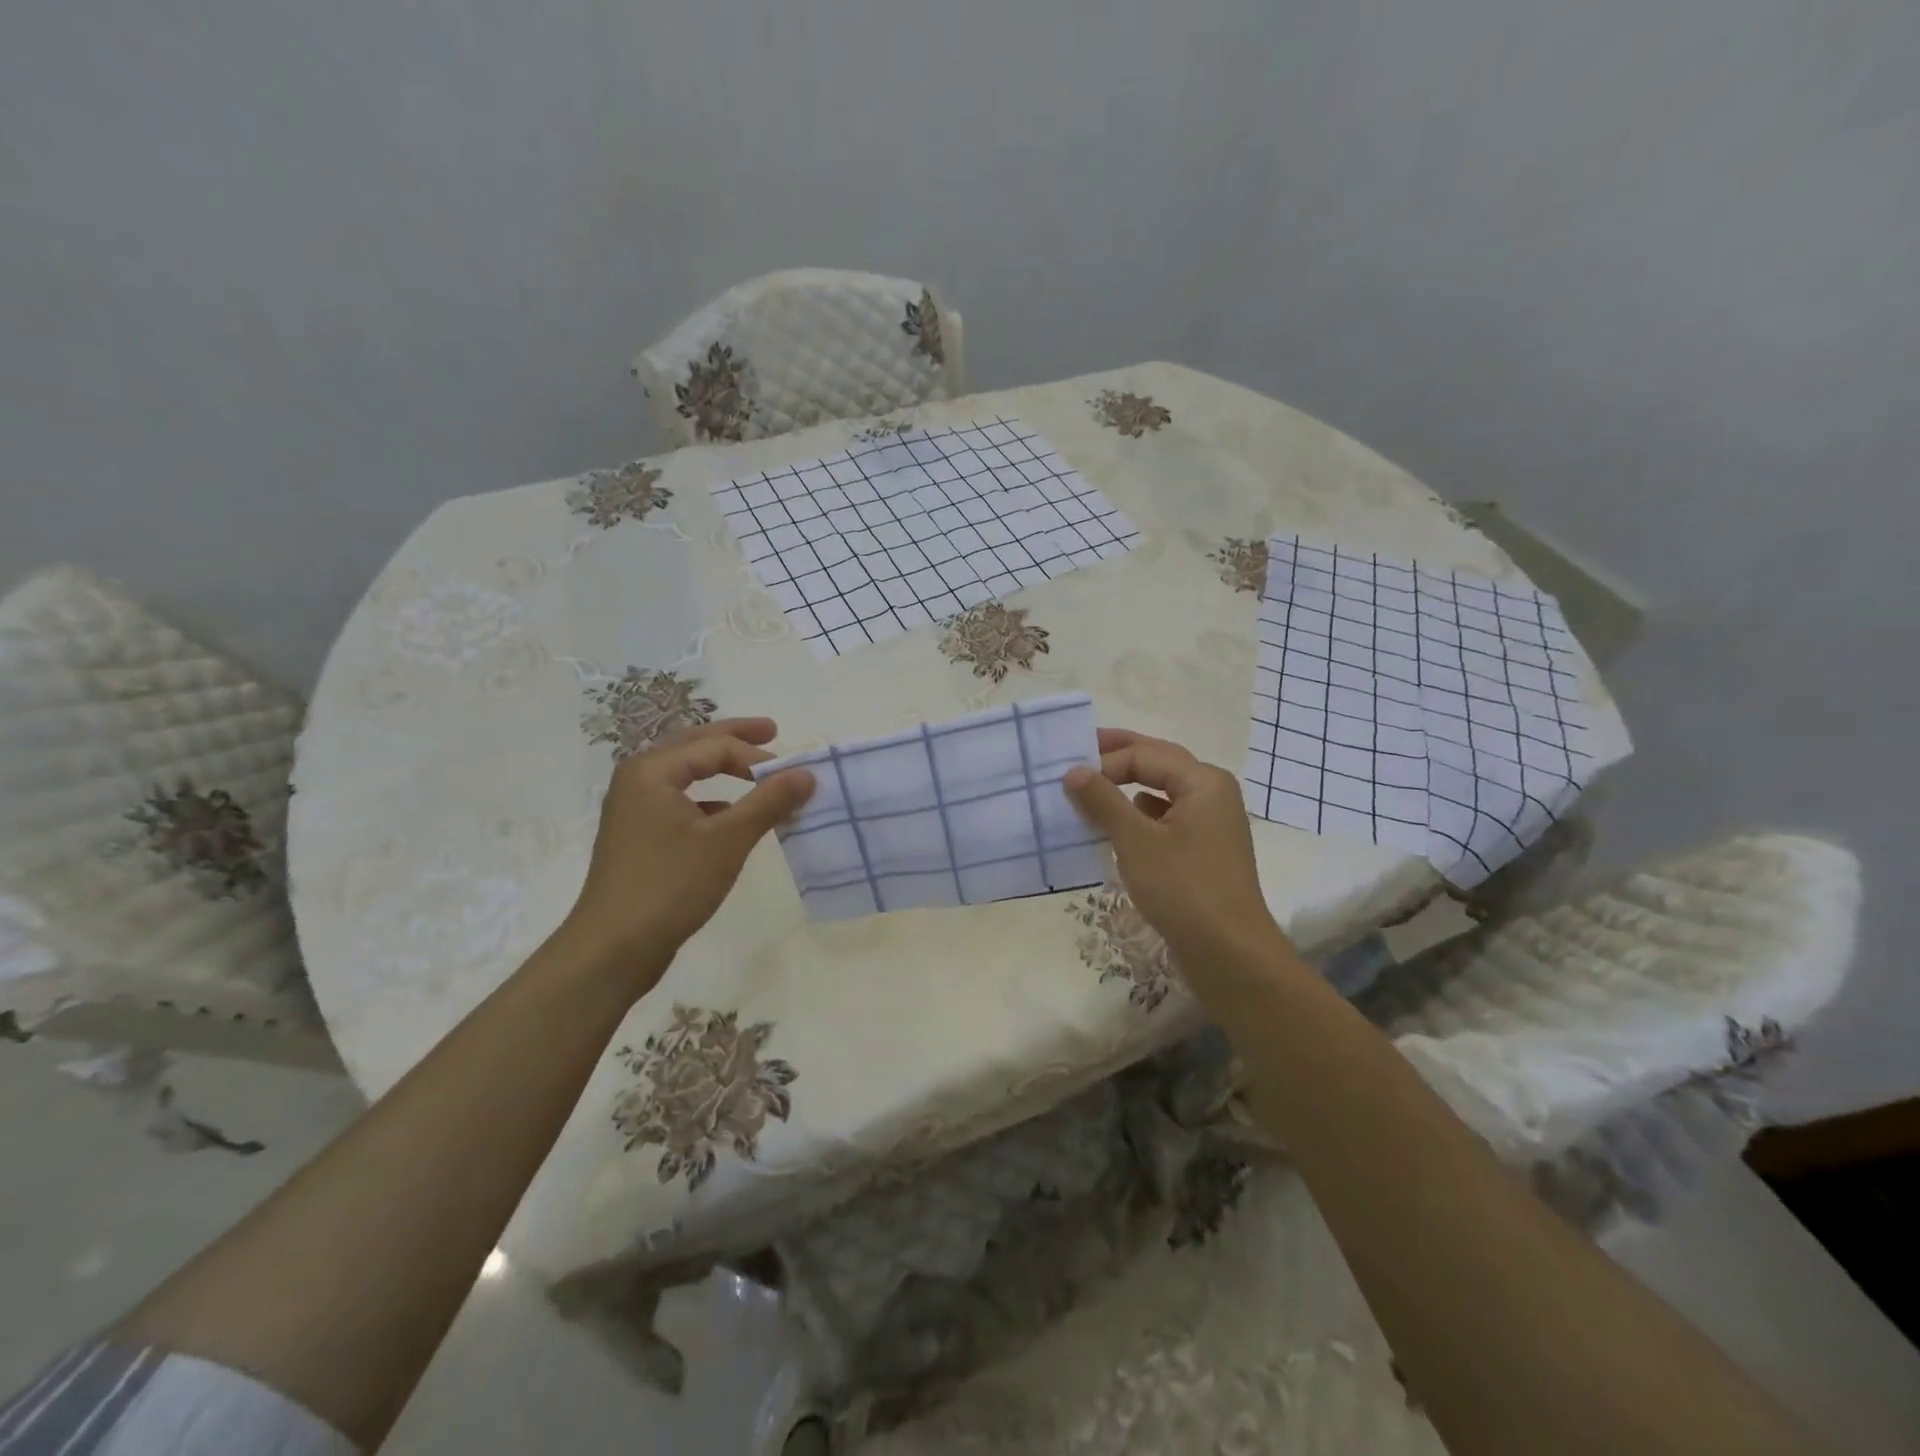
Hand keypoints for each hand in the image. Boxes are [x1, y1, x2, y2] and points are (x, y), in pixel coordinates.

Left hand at [564, 718, 814, 988]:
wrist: (612, 949)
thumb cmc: (669, 885)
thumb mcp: (727, 841)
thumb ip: (768, 802)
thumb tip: (807, 774)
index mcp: (652, 771)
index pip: (715, 745)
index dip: (758, 756)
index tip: (793, 775)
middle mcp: (638, 780)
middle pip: (694, 745)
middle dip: (735, 738)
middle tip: (773, 731)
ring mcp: (634, 809)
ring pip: (685, 773)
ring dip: (721, 768)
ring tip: (754, 770)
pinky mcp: (639, 836)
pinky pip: (680, 801)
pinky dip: (709, 799)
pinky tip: (728, 815)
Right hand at [1064, 729, 1289, 965]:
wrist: (1229, 954)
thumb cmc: (1183, 889)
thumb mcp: (1136, 841)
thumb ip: (1103, 801)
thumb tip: (1074, 771)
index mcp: (1203, 781)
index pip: (1145, 754)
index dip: (1105, 761)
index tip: (1068, 776)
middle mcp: (1212, 794)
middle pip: (1159, 763)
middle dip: (1118, 758)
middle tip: (1078, 753)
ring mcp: (1211, 824)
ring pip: (1162, 792)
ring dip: (1127, 789)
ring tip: (1090, 792)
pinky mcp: (1203, 851)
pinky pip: (1166, 820)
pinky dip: (1139, 817)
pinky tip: (1116, 831)